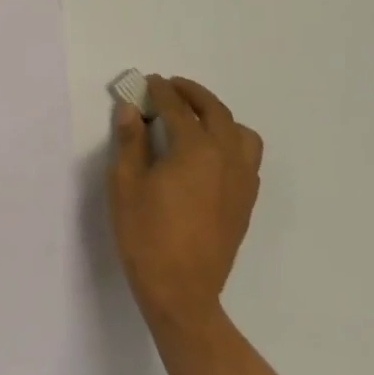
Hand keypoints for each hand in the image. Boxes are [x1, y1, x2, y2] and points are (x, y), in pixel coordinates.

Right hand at [108, 75, 262, 335]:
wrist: (181, 292)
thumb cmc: (146, 235)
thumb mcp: (125, 184)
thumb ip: (130, 141)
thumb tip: (129, 109)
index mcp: (196, 149)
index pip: (178, 108)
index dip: (161, 91)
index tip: (148, 81)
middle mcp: (226, 158)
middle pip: (215, 112)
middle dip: (192, 94)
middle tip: (171, 88)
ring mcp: (242, 181)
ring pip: (241, 133)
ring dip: (219, 117)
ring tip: (196, 118)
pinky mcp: (245, 202)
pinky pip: (248, 158)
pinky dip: (232, 142)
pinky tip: (210, 154)